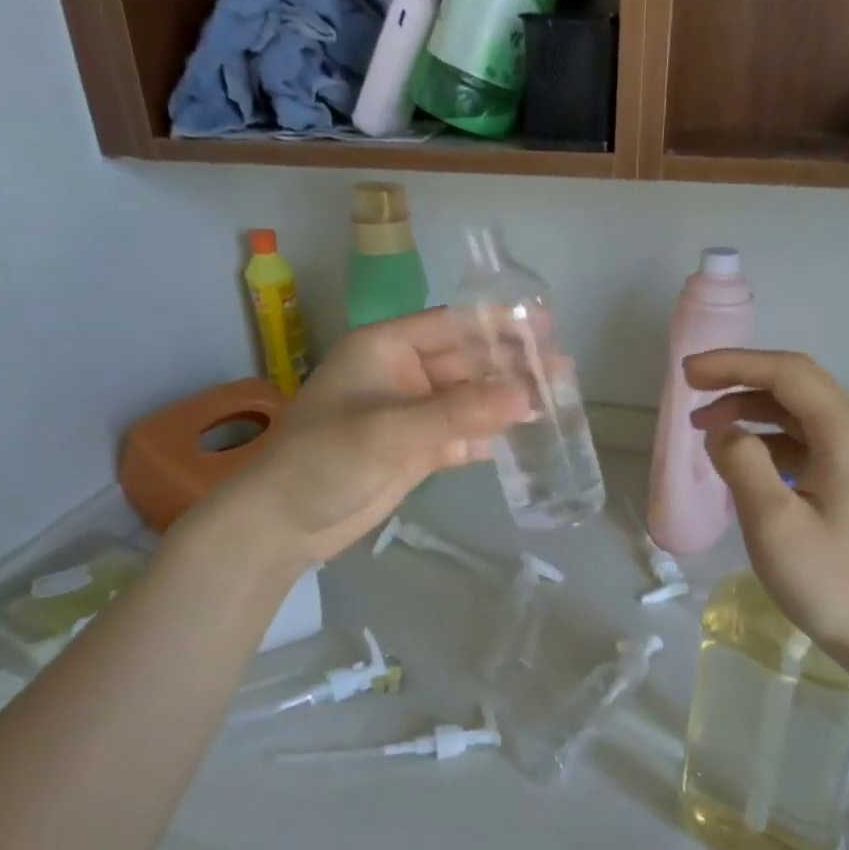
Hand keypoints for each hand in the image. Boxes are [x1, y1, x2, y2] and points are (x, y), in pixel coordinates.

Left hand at [196, 309, 526, 565]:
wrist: (284, 524)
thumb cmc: (324, 460)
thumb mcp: (391, 431)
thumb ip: (460, 412)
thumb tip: (528, 395)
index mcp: (387, 348)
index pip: (453, 325)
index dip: (499, 325)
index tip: (545, 328)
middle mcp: (403, 374)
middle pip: (468, 363)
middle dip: (512, 368)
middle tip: (563, 372)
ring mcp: (412, 414)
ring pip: (470, 401)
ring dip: (508, 402)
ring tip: (558, 402)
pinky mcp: (418, 450)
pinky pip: (463, 435)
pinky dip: (491, 436)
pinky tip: (527, 437)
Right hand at [687, 349, 848, 678]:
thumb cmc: (829, 580)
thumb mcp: (773, 522)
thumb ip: (741, 463)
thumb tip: (722, 433)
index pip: (787, 374)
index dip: (733, 365)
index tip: (687, 373)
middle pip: (797, 385)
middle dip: (740, 382)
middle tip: (691, 392)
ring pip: (801, 412)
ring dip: (752, 411)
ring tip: (705, 427)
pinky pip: (809, 440)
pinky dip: (770, 439)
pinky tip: (741, 457)